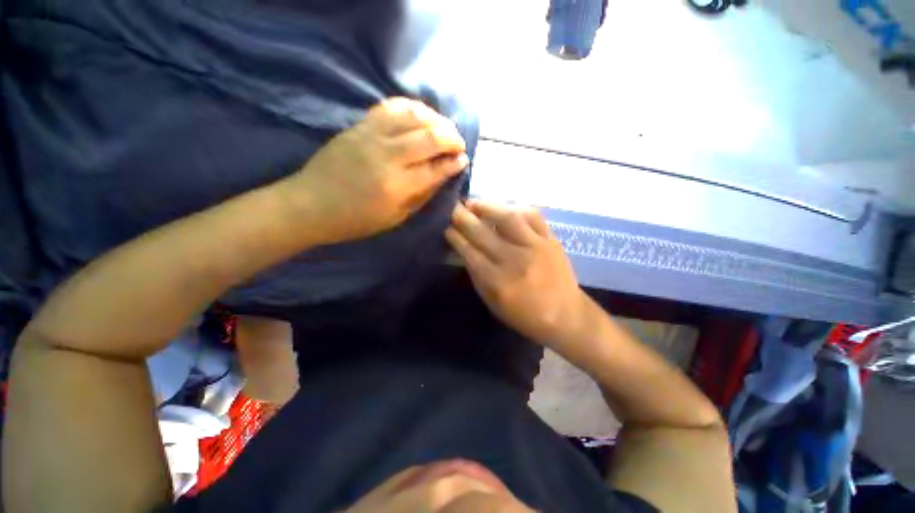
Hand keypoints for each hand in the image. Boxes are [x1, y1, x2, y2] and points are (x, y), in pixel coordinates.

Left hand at [287, 97, 467, 243]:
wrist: (310, 204)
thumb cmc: (356, 220)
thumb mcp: (395, 218)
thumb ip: (422, 195)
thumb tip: (443, 175)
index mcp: (397, 186)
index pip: (435, 169)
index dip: (453, 163)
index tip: (463, 160)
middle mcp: (387, 156)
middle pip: (429, 137)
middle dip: (451, 138)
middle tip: (459, 144)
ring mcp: (371, 136)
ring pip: (413, 116)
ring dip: (435, 119)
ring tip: (443, 128)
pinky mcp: (359, 126)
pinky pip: (390, 107)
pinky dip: (411, 108)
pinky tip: (420, 115)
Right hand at [445, 200, 586, 345]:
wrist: (564, 315)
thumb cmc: (523, 314)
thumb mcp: (492, 302)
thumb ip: (477, 275)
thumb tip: (464, 249)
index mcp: (497, 282)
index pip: (470, 252)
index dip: (456, 237)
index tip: (447, 227)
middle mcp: (515, 261)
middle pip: (483, 233)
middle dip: (464, 218)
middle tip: (453, 208)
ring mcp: (535, 247)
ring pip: (508, 218)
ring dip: (488, 206)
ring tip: (475, 202)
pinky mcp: (551, 240)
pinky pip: (533, 216)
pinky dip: (516, 208)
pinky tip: (505, 208)